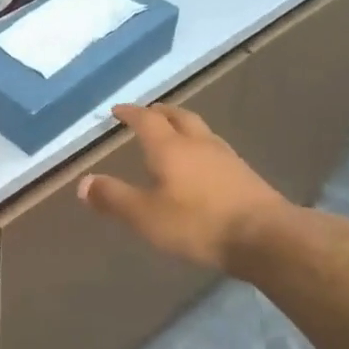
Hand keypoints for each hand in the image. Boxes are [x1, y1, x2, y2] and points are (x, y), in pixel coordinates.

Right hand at [78, 103, 297, 273]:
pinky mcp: (245, 175)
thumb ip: (113, 198)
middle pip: (178, 116)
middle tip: (148, 113)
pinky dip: (200, 148)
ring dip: (183, 127)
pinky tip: (201, 165)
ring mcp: (226, 157)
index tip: (118, 110)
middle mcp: (198, 144)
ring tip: (173, 136)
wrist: (266, 238)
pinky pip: (215, 150)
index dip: (130, 113)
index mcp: (170, 148)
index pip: (146, 120)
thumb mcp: (145, 216)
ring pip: (200, 131)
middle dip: (160, 112)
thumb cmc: (198, 223)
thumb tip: (83, 182)